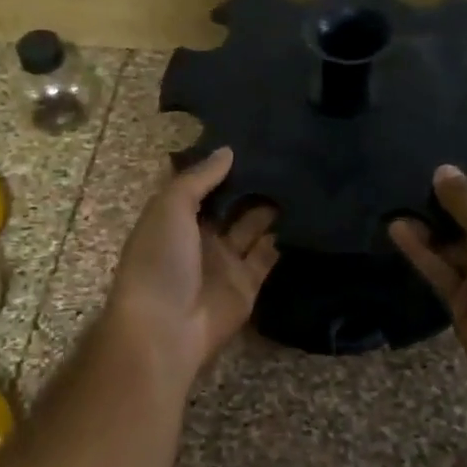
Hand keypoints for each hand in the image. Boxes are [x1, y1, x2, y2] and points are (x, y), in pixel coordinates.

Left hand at [106, 147, 278, 386]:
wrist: (166, 329)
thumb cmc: (160, 260)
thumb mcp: (170, 207)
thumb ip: (199, 178)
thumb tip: (228, 150)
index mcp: (173, 216)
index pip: (200, 184)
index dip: (220, 164)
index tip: (251, 137)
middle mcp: (199, 236)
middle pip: (229, 204)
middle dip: (251, 183)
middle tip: (285, 153)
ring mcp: (224, 261)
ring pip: (252, 226)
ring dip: (271, 206)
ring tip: (300, 176)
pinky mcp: (247, 284)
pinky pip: (268, 255)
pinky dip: (283, 238)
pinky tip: (306, 212)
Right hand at [388, 144, 466, 417]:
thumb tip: (443, 171)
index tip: (455, 149)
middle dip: (451, 192)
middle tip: (412, 169)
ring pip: (454, 239)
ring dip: (430, 221)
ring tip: (397, 195)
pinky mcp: (466, 296)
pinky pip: (440, 266)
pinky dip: (420, 250)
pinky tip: (395, 228)